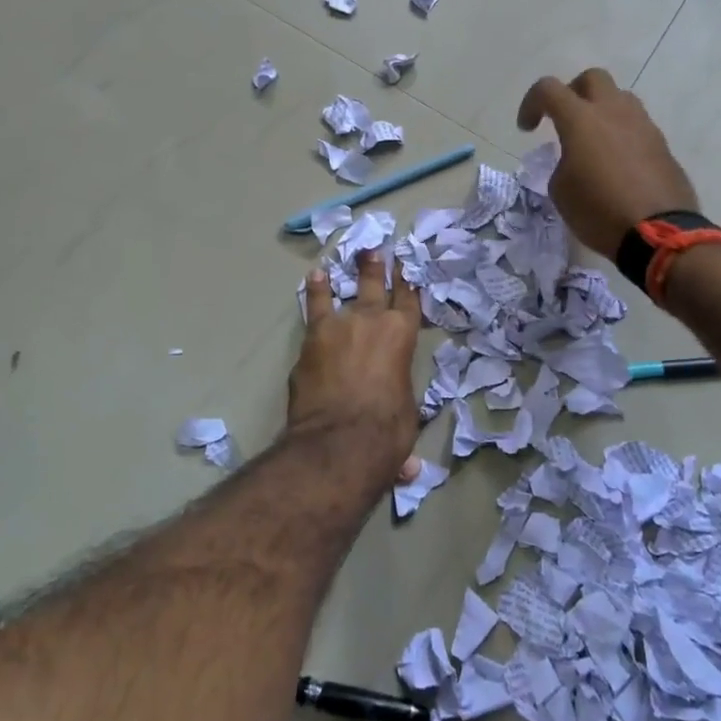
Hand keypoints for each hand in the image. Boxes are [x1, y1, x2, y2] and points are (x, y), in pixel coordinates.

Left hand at [291, 249, 424, 484]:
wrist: (339, 440)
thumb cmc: (385, 432)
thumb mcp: (404, 423)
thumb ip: (399, 426)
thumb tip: (406, 468)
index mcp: (402, 337)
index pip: (408, 302)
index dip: (408, 283)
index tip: (406, 267)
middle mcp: (372, 322)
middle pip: (374, 287)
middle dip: (375, 268)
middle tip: (373, 251)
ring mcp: (339, 327)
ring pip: (340, 294)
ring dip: (340, 277)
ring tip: (338, 262)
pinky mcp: (311, 340)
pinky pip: (314, 311)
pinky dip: (313, 296)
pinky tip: (312, 283)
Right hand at [516, 68, 699, 257]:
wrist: (659, 233)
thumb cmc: (599, 211)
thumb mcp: (561, 191)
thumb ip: (562, 163)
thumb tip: (576, 160)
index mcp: (581, 119)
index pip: (548, 89)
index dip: (531, 103)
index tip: (527, 129)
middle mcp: (614, 112)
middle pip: (592, 78)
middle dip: (573, 92)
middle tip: (564, 120)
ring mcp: (643, 125)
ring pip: (620, 98)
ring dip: (602, 111)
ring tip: (593, 141)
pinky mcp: (662, 144)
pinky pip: (637, 126)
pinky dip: (622, 134)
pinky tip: (617, 163)